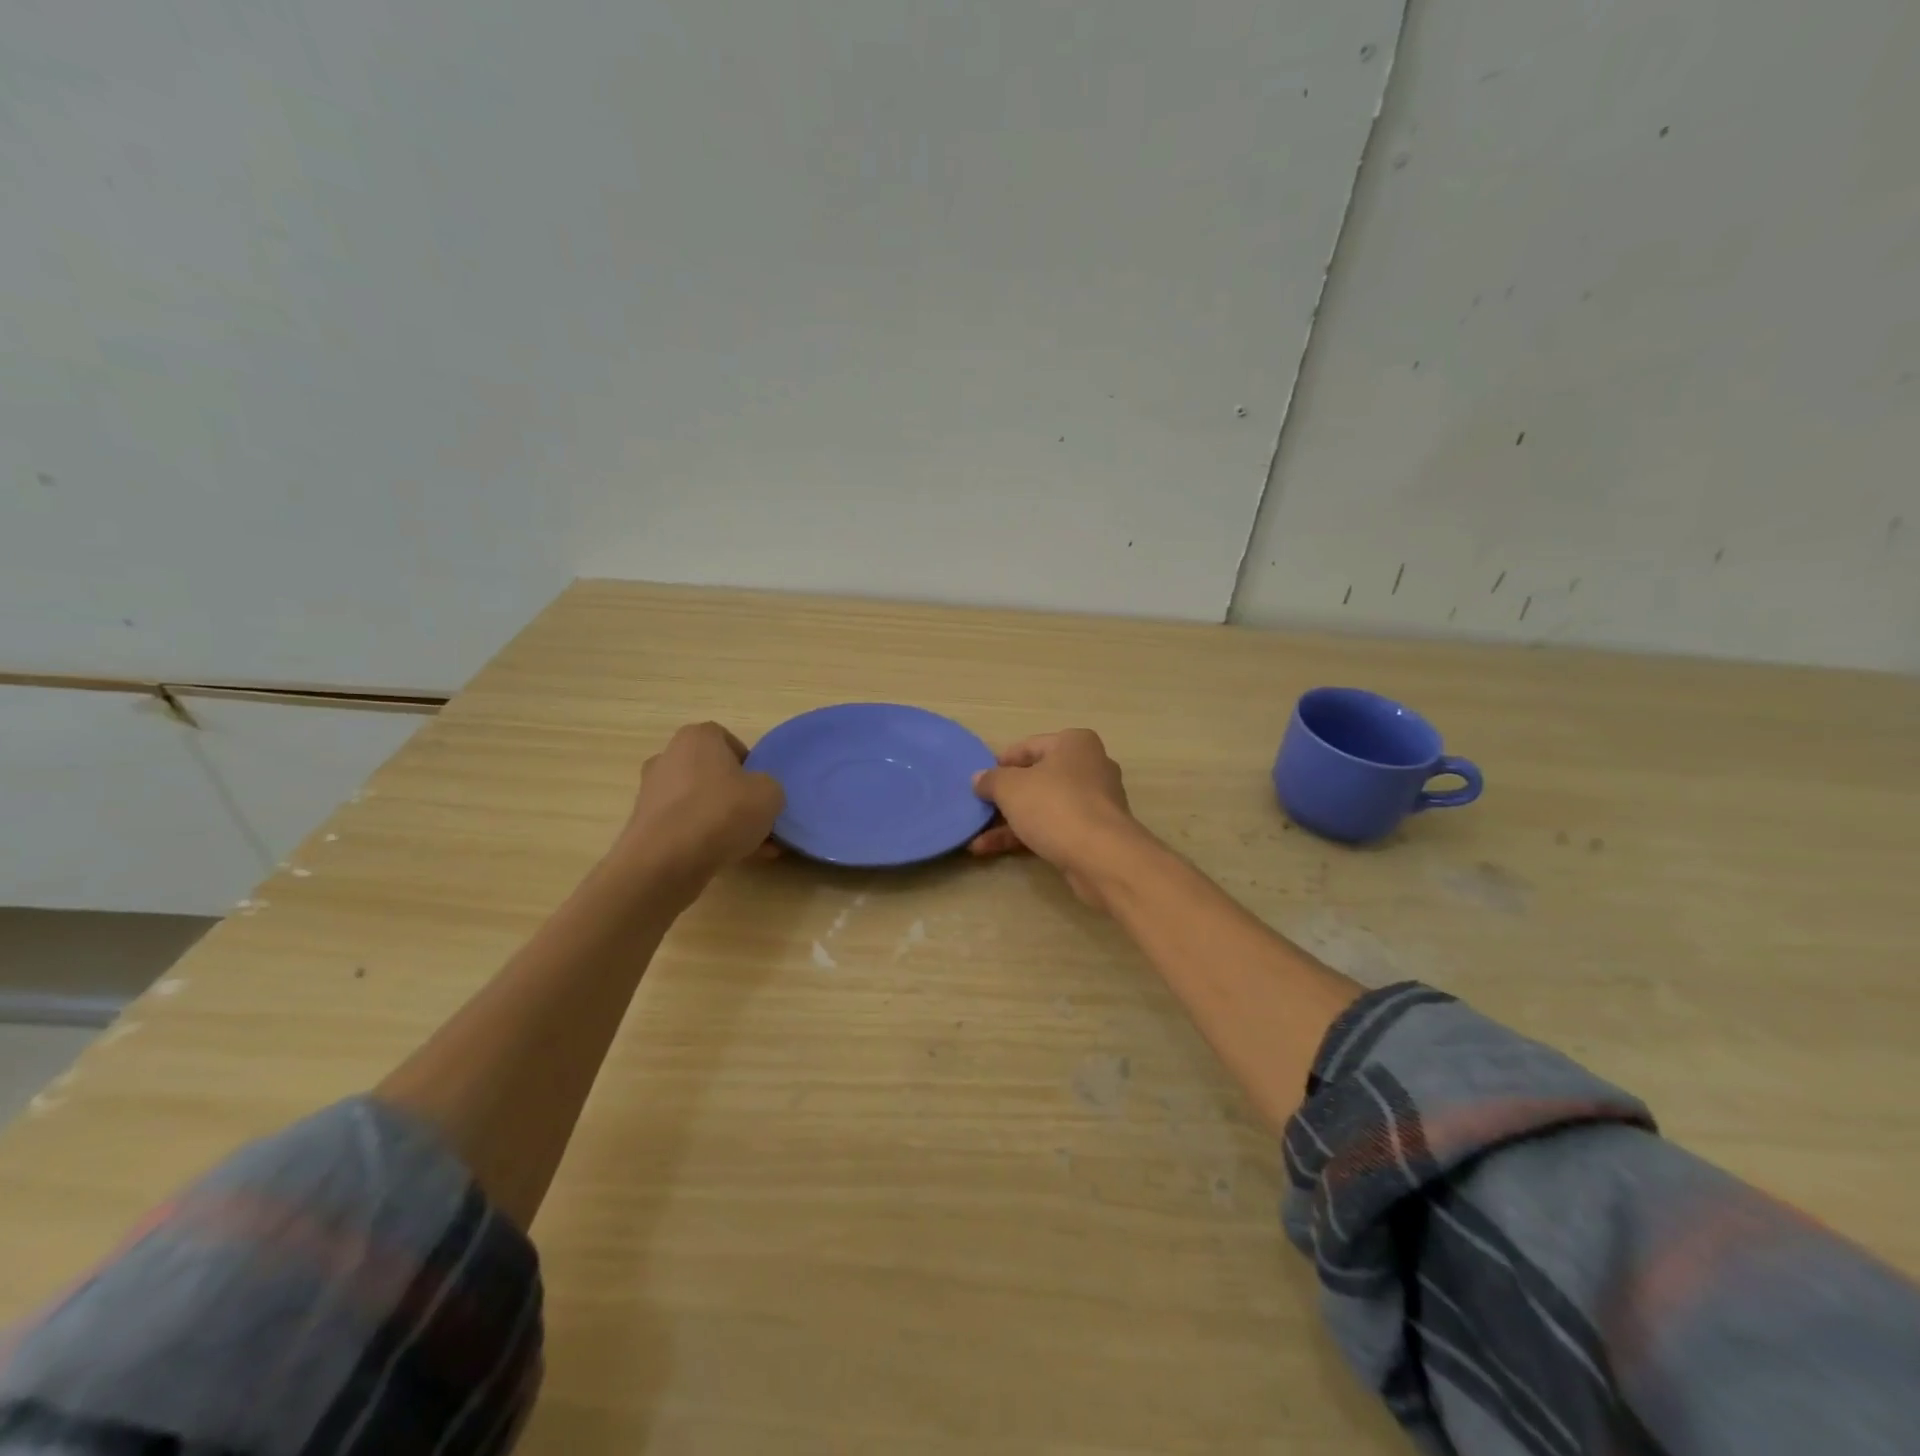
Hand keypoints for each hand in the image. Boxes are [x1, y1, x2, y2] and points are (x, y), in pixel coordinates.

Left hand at [618, 722, 784, 888]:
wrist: (666, 861)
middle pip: (712, 774)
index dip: (749, 764)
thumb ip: (768, 788)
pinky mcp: (645, 826)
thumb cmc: (722, 812)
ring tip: (752, 847)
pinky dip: (706, 839)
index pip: (728, 741)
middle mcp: (668, 757)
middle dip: (735, 796)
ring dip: (724, 821)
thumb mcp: (770, 794)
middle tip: (757, 819)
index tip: (760, 788)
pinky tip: (731, 859)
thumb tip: (758, 796)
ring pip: (700, 803)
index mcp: (697, 737)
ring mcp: (652, 793)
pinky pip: (686, 827)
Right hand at [969, 729, 1143, 909]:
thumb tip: (979, 779)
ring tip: (977, 839)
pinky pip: (1053, 828)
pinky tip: (992, 850)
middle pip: (1037, 778)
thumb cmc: (1055, 806)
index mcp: (1075, 744)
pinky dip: (1026, 836)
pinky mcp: (1094, 833)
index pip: (1029, 746)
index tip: (979, 781)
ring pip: (1043, 807)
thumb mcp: (1010, 788)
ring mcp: (1094, 802)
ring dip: (1009, 822)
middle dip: (1005, 797)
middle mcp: (1089, 767)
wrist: (1101, 857)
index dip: (1001, 763)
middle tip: (979, 809)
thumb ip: (991, 780)